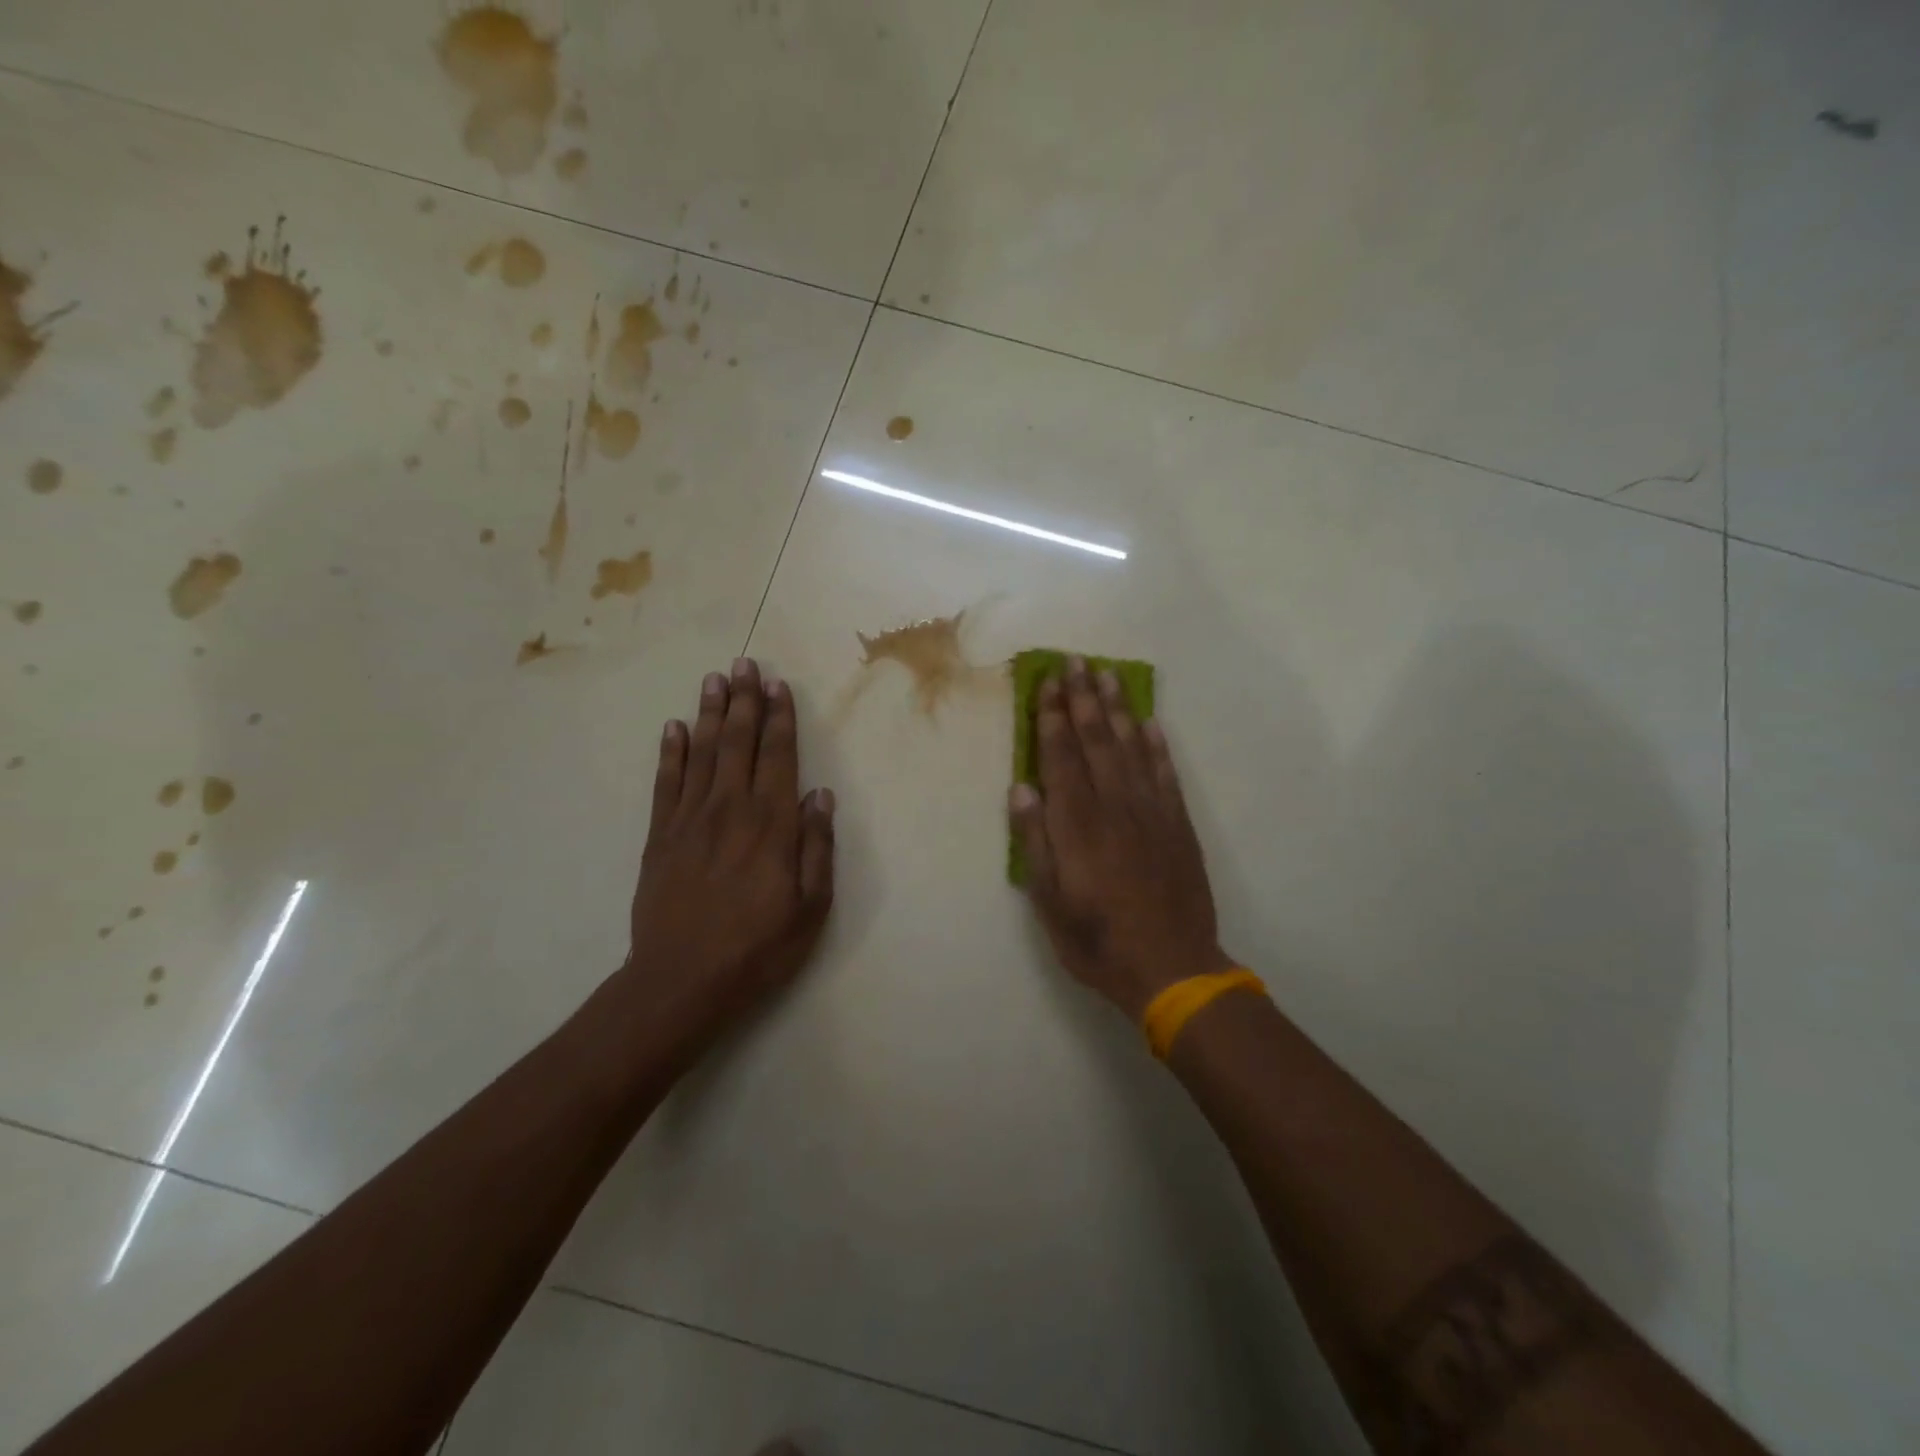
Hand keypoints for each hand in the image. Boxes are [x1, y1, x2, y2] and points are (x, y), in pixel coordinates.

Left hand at [626, 658, 835, 1032]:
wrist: (681, 981)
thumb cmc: (758, 947)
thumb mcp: (811, 906)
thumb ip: (817, 846)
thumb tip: (820, 795)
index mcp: (771, 824)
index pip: (778, 757)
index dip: (780, 718)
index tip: (778, 685)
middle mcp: (730, 809)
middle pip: (738, 742)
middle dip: (744, 701)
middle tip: (744, 663)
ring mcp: (689, 820)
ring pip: (702, 753)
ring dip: (709, 713)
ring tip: (714, 679)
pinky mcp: (659, 837)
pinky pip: (665, 783)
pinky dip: (670, 752)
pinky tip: (673, 728)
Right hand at [1010, 658, 1232, 1019]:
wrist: (1172, 967)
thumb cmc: (1097, 940)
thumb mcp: (1049, 901)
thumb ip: (1035, 841)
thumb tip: (1022, 788)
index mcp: (1078, 824)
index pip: (1061, 757)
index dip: (1053, 717)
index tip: (1048, 682)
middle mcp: (1115, 806)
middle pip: (1096, 741)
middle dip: (1083, 698)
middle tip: (1076, 661)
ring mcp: (1151, 812)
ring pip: (1132, 748)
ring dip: (1118, 709)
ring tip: (1108, 675)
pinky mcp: (1178, 825)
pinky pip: (1166, 774)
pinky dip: (1158, 745)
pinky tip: (1151, 722)